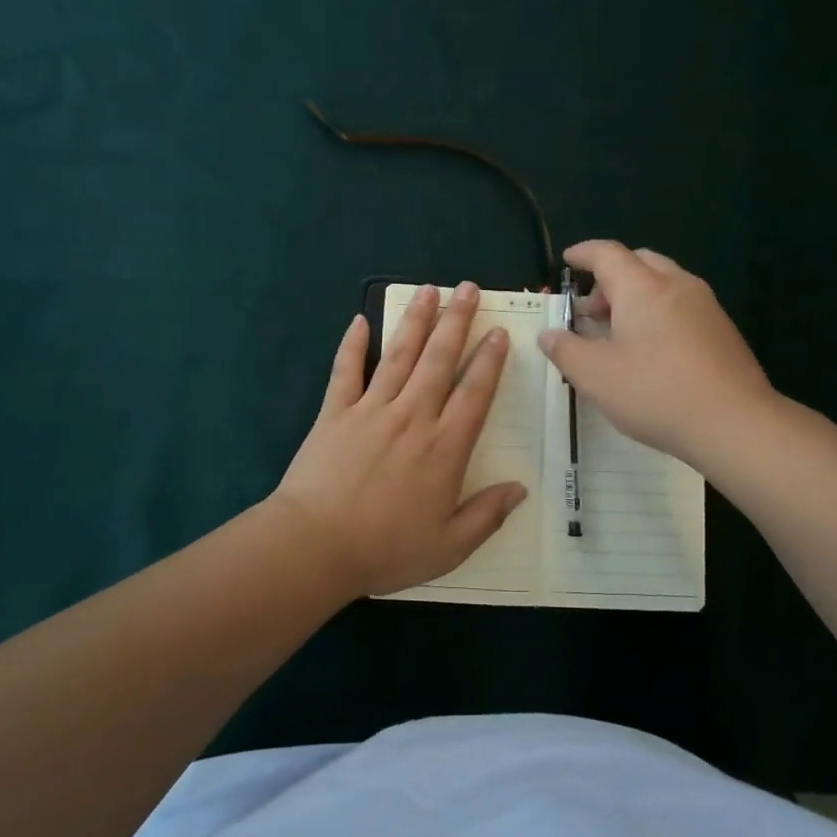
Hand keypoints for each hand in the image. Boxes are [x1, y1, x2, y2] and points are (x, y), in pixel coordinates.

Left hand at [274, 283, 527, 597]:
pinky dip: (352, 345)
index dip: (489, 360)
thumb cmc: (386, 549)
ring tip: (429, 290)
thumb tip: (520, 489)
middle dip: (457, 321)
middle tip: (468, 288)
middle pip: (439, 359)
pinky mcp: (335, 412)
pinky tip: (358, 320)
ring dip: (416, 320)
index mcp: (444, 447)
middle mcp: (412, 417)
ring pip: (399, 355)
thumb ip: (487, 515)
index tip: (498, 333)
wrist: (316, 546)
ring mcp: (371, 409)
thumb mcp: (449, 547)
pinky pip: (346, 371)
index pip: (474, 393)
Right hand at [539, 240, 776, 462]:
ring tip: (619, 334)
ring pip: (664, 283)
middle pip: (639, 262)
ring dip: (636, 296)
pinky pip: (682, 305)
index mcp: (642, 287)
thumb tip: (549, 334)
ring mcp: (706, 306)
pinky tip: (652, 351)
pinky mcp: (723, 330)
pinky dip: (659, 312)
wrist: (735, 423)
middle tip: (592, 311)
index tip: (567, 260)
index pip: (607, 253)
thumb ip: (565, 350)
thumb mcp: (595, 376)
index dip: (583, 253)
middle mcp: (676, 285)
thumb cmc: (655, 392)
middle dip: (610, 278)